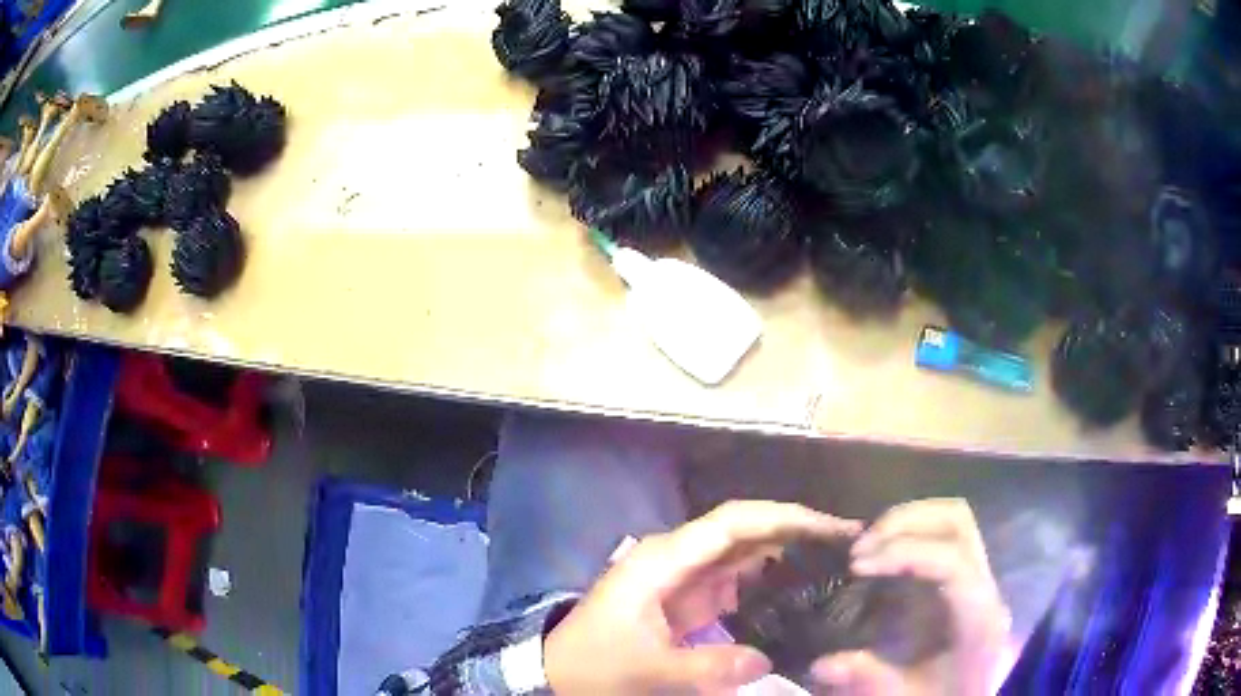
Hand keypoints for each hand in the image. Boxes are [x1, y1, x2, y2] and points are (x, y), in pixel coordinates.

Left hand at [544, 501, 862, 694]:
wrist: (557, 672)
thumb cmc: (593, 664)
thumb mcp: (647, 670)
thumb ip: (707, 666)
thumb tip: (764, 660)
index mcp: (664, 560)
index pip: (733, 523)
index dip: (784, 517)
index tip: (831, 527)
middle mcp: (678, 558)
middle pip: (746, 531)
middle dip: (796, 532)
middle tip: (848, 545)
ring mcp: (685, 578)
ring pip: (746, 555)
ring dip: (788, 555)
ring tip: (835, 565)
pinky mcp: (690, 599)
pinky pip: (738, 582)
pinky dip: (770, 583)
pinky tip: (799, 593)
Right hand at [811, 499, 1012, 695]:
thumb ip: (872, 679)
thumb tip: (822, 665)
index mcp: (978, 615)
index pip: (952, 559)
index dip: (905, 551)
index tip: (857, 564)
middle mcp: (984, 585)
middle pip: (957, 522)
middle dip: (905, 523)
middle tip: (860, 548)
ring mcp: (975, 576)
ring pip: (952, 519)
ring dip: (906, 522)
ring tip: (865, 547)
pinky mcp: (962, 578)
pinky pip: (942, 536)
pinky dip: (908, 534)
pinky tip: (879, 556)